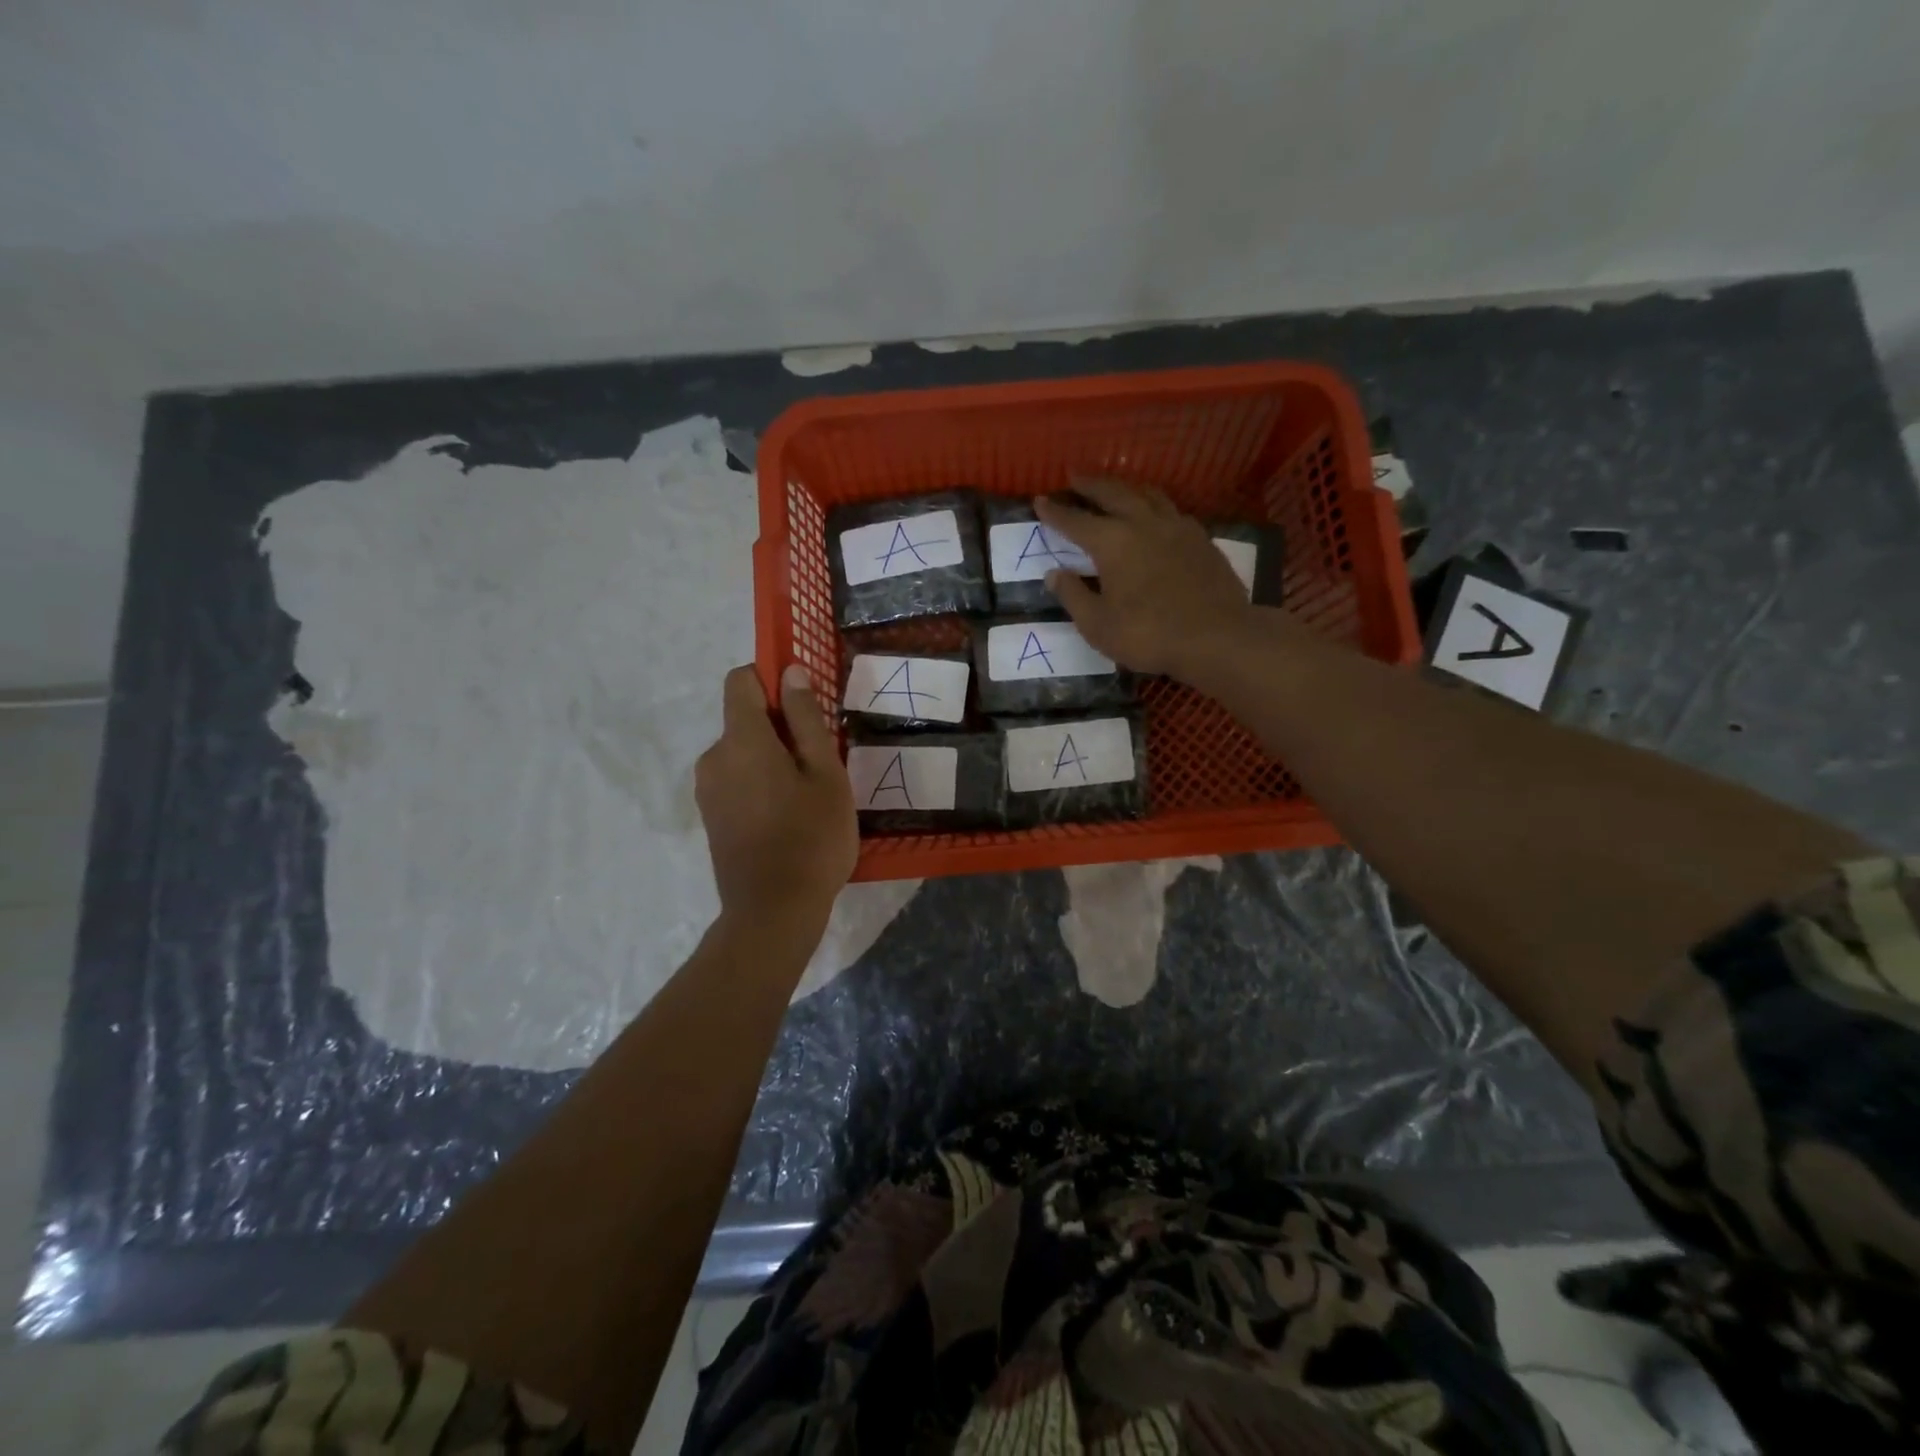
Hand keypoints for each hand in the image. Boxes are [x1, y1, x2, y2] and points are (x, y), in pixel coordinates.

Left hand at [695, 665, 856, 924]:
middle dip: (780, 730)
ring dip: (772, 760)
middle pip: (744, 720)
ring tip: (807, 796)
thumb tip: (790, 672)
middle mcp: (714, 757)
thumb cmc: (811, 837)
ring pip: (742, 753)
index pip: (741, 681)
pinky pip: (736, 781)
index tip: (804, 706)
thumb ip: (805, 719)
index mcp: (742, 740)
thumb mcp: (825, 773)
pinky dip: (760, 785)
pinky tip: (787, 818)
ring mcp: (707, 790)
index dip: (771, 680)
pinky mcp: (710, 817)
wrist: (773, 912)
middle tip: (820, 764)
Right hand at [1035, 478, 1257, 679]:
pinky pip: (1172, 510)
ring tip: (1116, 487)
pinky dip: (1155, 505)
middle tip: (1075, 476)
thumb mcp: (1098, 625)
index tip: (1040, 501)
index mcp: (1112, 542)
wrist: (1217, 637)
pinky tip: (1156, 515)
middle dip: (1091, 484)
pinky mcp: (1201, 539)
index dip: (1056, 512)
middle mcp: (1143, 524)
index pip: (1076, 521)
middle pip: (1113, 493)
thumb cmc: (1148, 635)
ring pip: (1147, 494)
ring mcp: (1177, 528)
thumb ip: (1073, 596)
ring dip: (1126, 487)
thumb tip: (1053, 574)